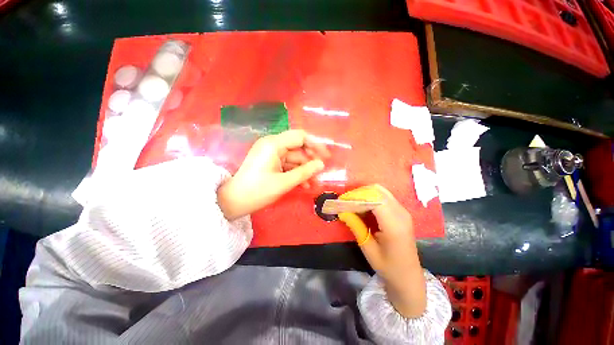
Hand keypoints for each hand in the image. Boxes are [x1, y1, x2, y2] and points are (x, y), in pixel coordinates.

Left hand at [217, 130, 329, 219]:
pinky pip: (287, 164)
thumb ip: (305, 172)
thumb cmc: (257, 191)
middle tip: (320, 172)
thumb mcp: (284, 182)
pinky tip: (304, 185)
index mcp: (273, 144)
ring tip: (313, 183)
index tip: (326, 157)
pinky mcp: (270, 162)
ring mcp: (271, 154)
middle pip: (298, 147)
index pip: (300, 137)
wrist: (233, 201)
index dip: (316, 145)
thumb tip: (321, 164)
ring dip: (304, 170)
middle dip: (310, 160)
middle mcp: (272, 145)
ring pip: (294, 158)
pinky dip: (295, 173)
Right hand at [338, 185, 426, 317]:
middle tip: (345, 202)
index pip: (374, 199)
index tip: (341, 201)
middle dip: (358, 193)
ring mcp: (403, 211)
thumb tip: (342, 211)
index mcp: (394, 225)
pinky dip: (370, 197)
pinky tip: (362, 207)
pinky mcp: (401, 211)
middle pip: (377, 191)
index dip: (356, 196)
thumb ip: (356, 226)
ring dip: (364, 194)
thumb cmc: (388, 267)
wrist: (409, 276)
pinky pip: (383, 197)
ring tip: (351, 203)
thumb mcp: (368, 249)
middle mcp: (401, 213)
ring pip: (380, 191)